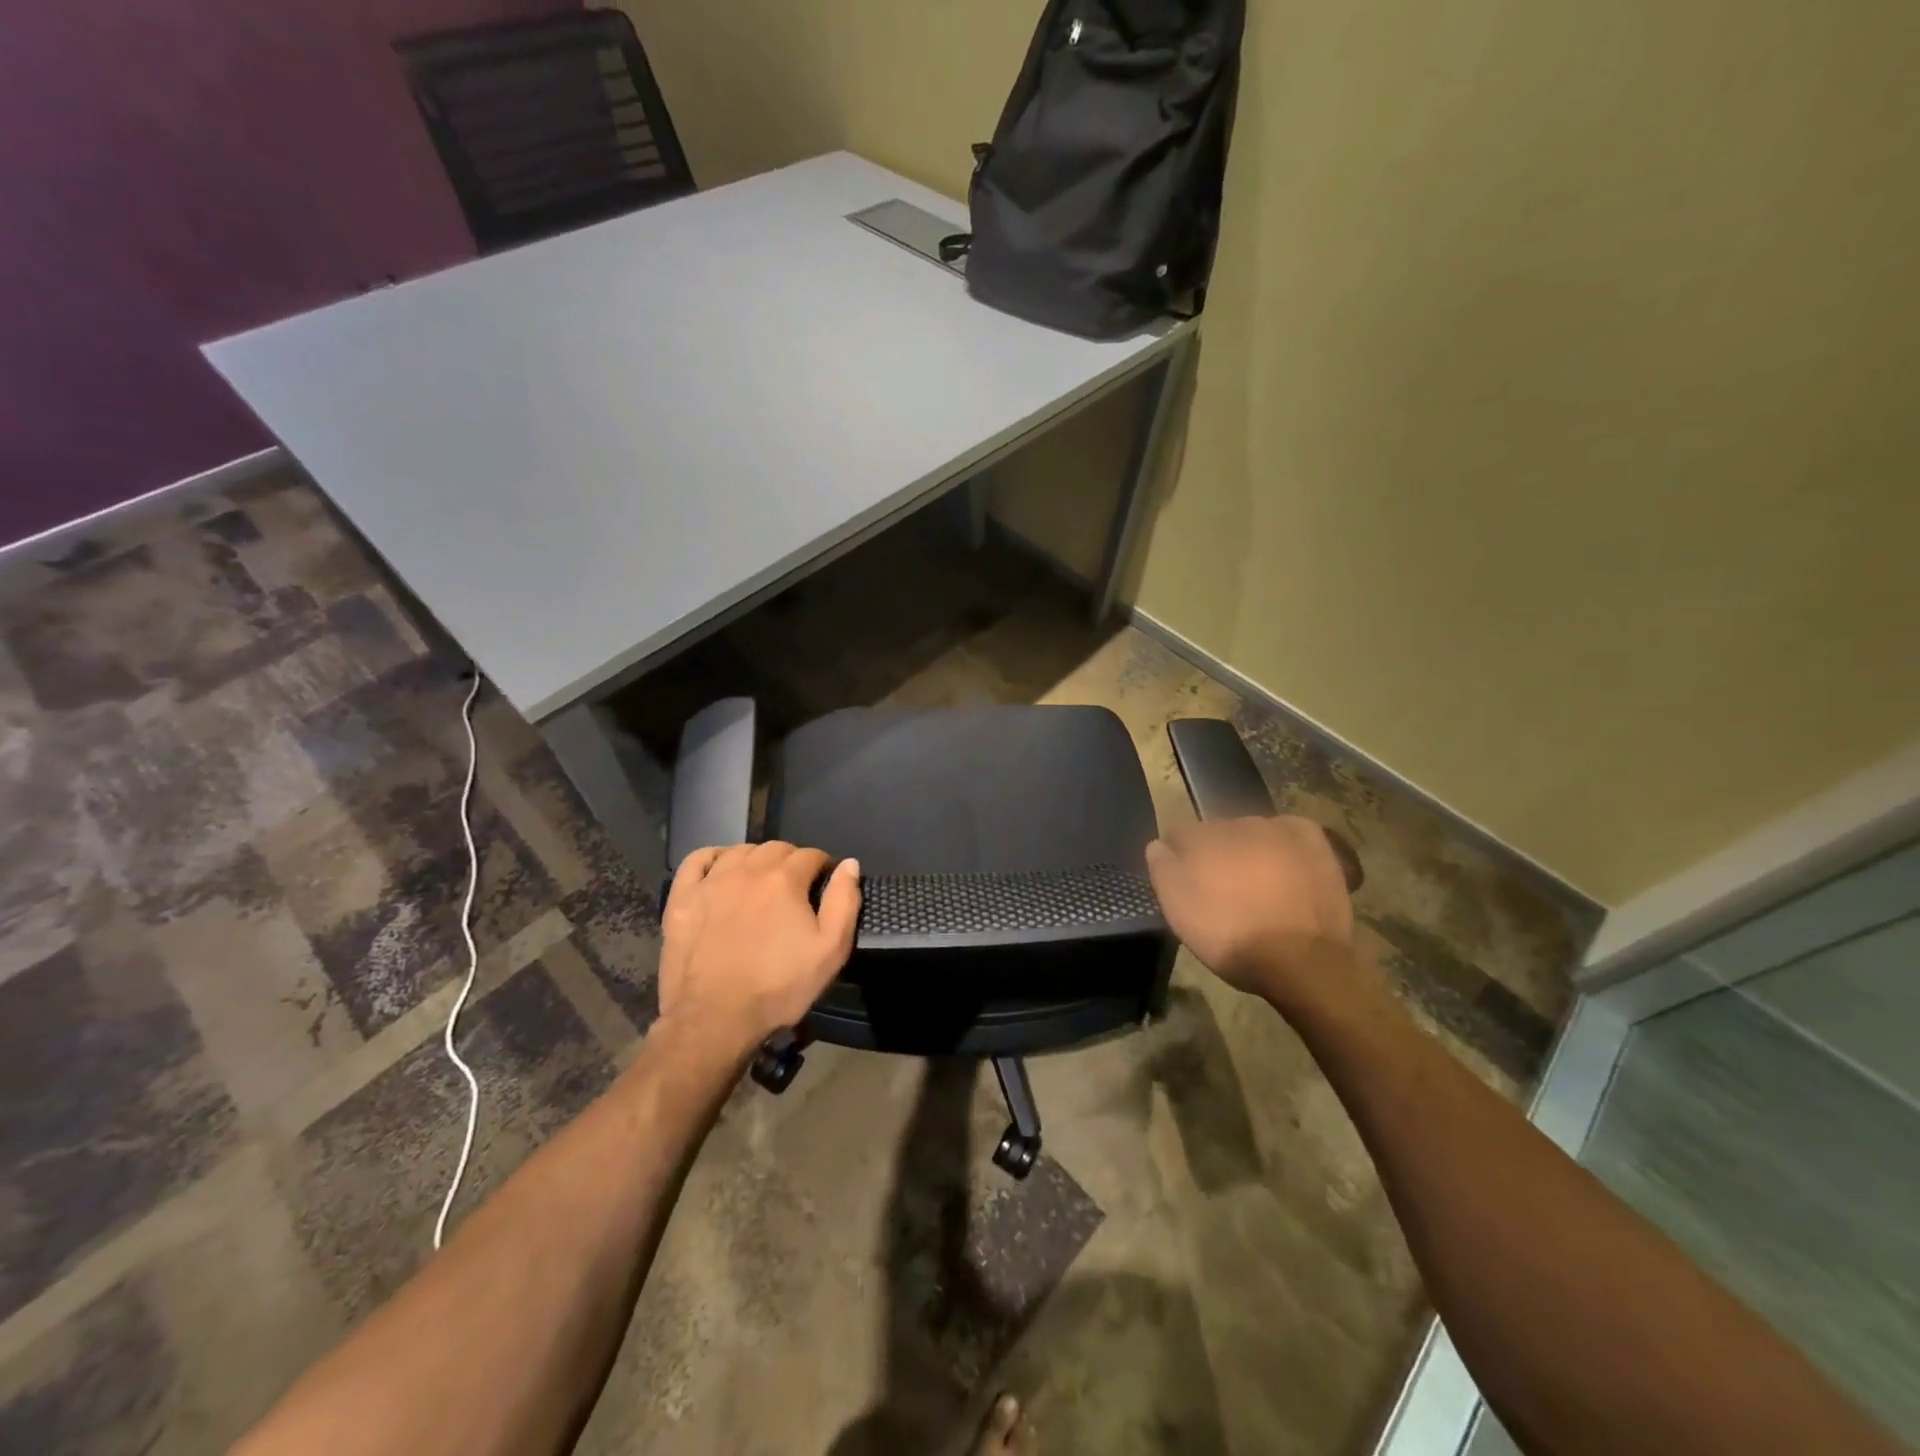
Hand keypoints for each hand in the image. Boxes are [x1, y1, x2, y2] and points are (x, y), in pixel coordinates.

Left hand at [656, 843, 860, 1060]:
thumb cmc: (779, 987)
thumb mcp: (830, 950)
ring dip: (757, 858)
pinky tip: (720, 868)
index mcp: (785, 879)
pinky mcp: (682, 898)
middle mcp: (748, 870)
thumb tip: (849, 864)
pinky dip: (713, 857)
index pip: (811, 855)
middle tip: (796, 887)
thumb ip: (844, 902)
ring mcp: (711, 882)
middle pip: (776, 848)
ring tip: (762, 880)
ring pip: (740, 851)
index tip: (825, 884)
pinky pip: (696, 860)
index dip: (823, 867)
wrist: (715, 1018)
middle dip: (792, 861)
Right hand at [1145, 816, 1358, 1011]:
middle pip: (1217, 833)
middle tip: (1222, 890)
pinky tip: (1285, 864)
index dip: (1178, 860)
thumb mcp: (1178, 912)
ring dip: (1249, 850)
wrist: (1302, 962)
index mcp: (1201, 837)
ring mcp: (1279, 829)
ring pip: (1253, 832)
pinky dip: (1284, 843)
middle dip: (1216, 854)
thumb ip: (1162, 869)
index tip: (1184, 885)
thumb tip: (1157, 845)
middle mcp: (1238, 823)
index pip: (1179, 835)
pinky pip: (1291, 831)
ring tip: (1257, 885)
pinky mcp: (1314, 842)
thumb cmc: (1232, 938)